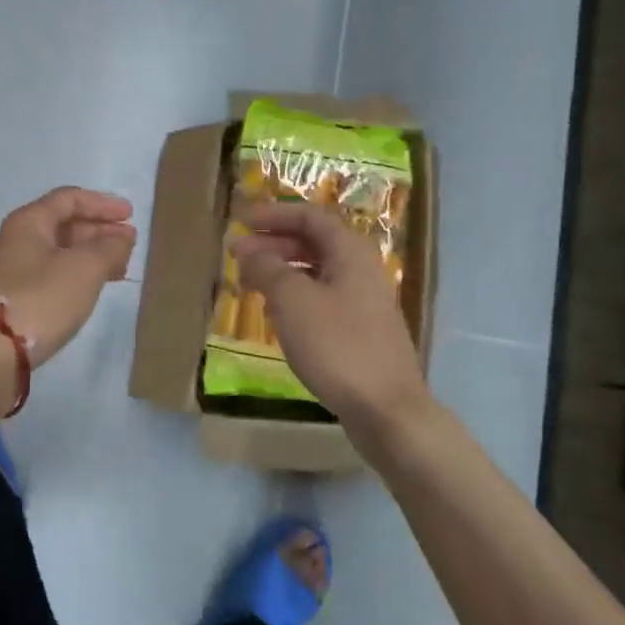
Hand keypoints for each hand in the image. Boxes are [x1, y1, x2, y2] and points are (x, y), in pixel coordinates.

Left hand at [0, 187, 136, 367]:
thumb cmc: (39, 300)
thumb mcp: (84, 269)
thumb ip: (109, 247)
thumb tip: (121, 237)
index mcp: (28, 223)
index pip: (68, 199)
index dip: (102, 204)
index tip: (130, 215)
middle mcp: (15, 241)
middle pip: (62, 225)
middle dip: (98, 231)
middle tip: (128, 244)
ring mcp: (10, 272)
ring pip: (57, 253)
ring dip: (90, 256)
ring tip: (118, 269)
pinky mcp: (12, 300)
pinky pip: (50, 276)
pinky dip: (75, 276)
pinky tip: (90, 291)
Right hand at [230, 200, 429, 429]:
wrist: (386, 409)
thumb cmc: (337, 345)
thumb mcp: (293, 301)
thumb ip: (267, 268)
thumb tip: (248, 250)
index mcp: (350, 252)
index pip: (309, 217)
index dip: (273, 215)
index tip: (241, 222)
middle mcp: (361, 269)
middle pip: (314, 243)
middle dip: (273, 244)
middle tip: (237, 257)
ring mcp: (364, 302)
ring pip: (317, 273)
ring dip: (282, 272)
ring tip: (250, 284)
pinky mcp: (361, 331)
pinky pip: (322, 299)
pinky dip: (295, 297)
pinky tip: (276, 315)